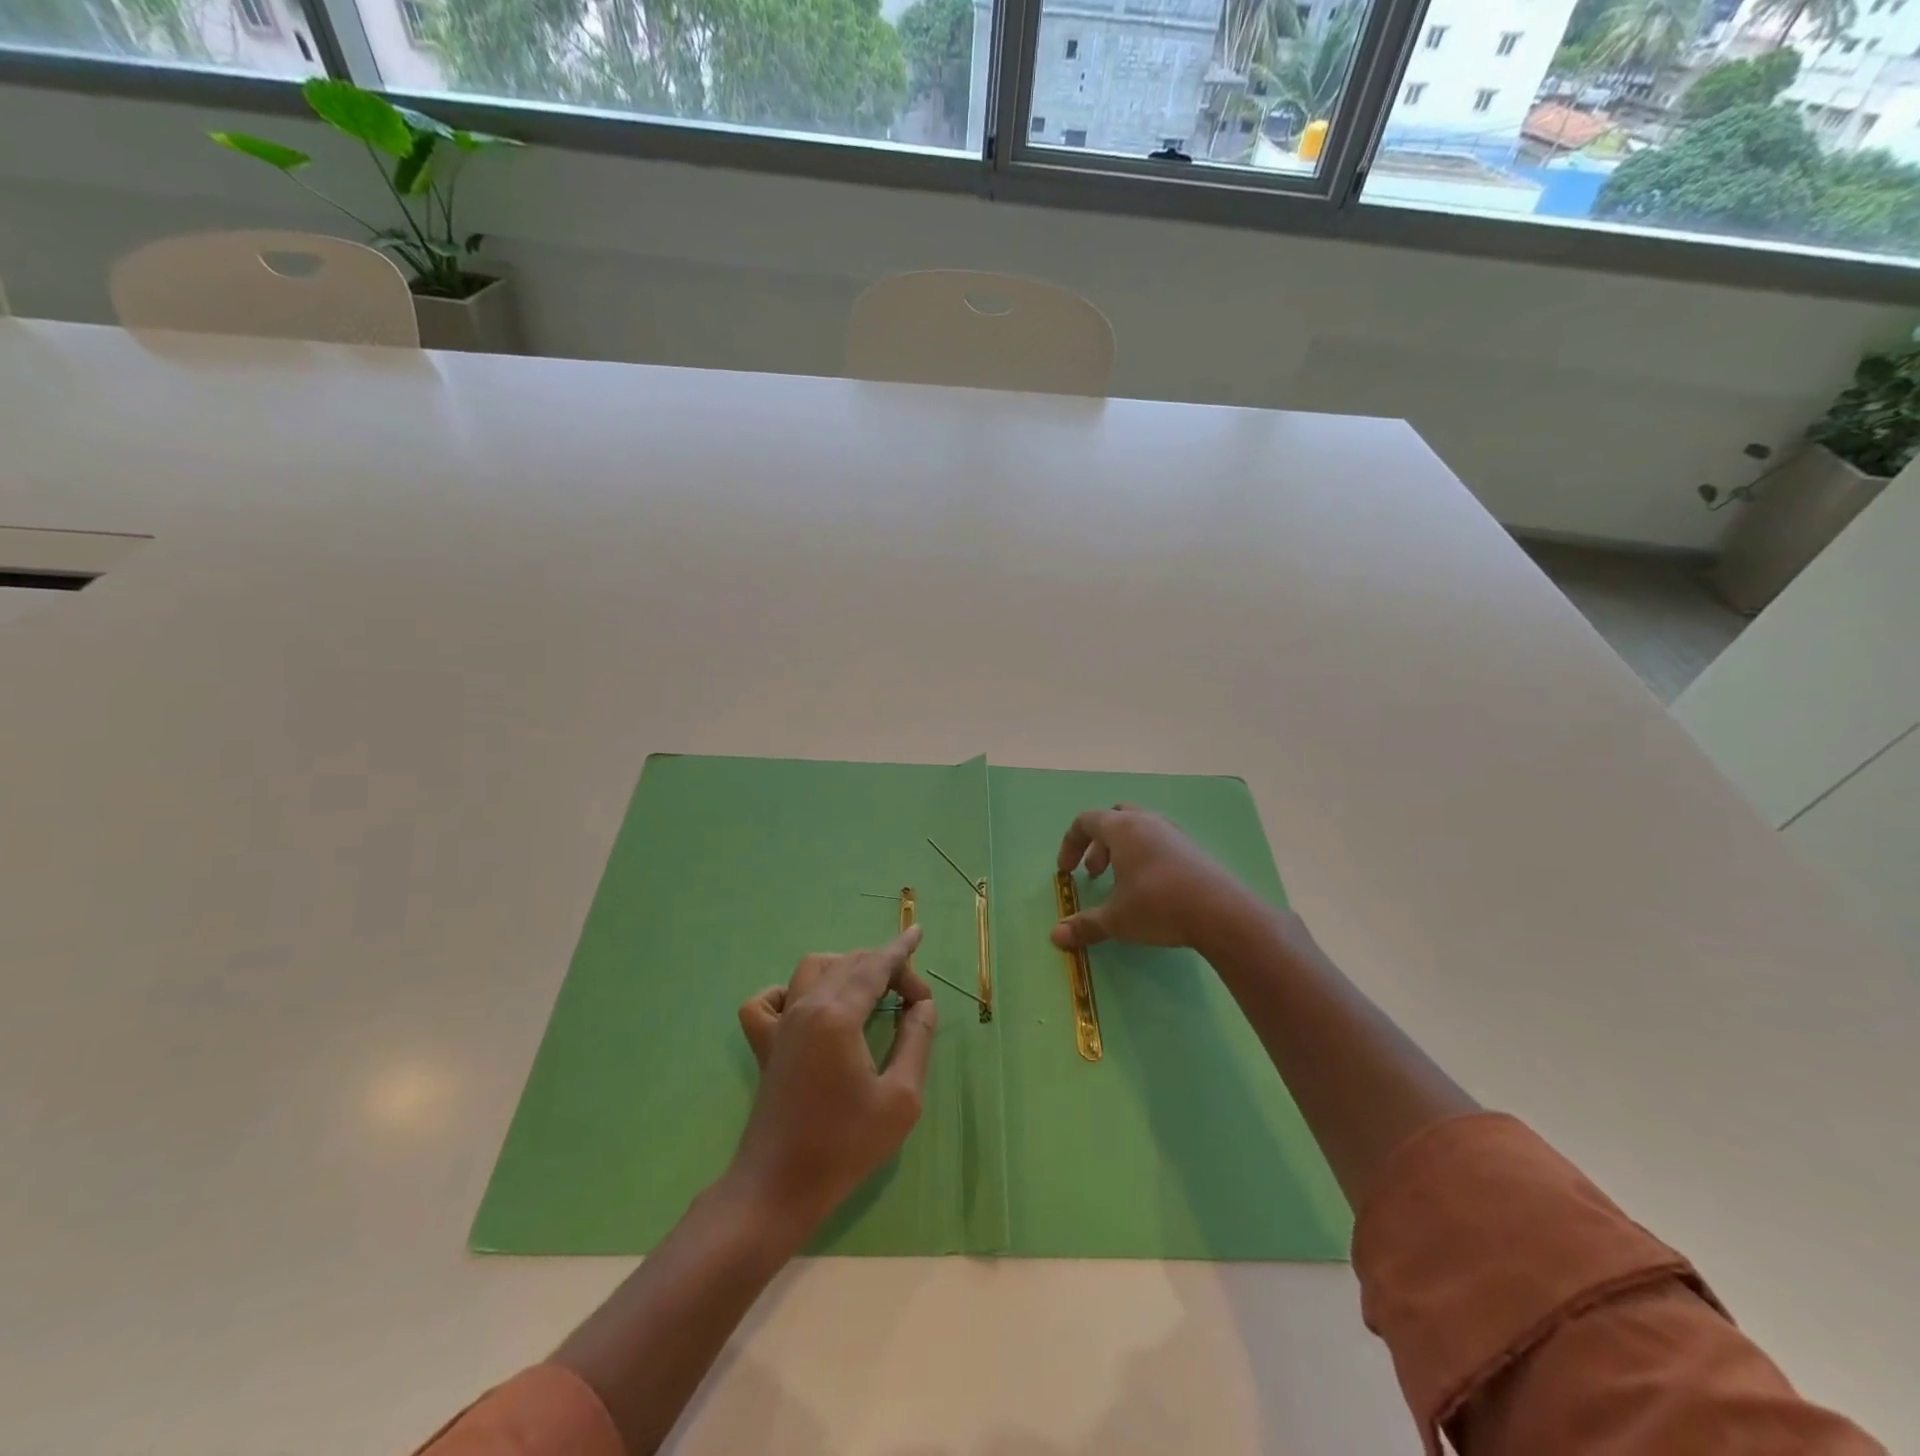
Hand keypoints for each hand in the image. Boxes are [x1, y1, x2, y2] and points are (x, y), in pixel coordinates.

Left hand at [729, 925, 936, 1240]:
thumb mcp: (901, 1098)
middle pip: (849, 963)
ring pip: (812, 969)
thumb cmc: (845, 1146)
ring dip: (845, 967)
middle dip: (885, 967)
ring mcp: (780, 1024)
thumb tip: (922, 1006)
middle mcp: (806, 1007)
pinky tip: (809, 1006)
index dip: (901, 949)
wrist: (778, 1188)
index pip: (875, 966)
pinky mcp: (766, 1046)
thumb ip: (917, 1041)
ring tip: (870, 990)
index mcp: (838, 1015)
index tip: (919, 935)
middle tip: (913, 1000)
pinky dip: (790, 990)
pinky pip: (768, 1000)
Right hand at [1053, 805, 1256, 952]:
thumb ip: (1085, 925)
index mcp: (1122, 828)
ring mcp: (1174, 833)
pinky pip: (1160, 842)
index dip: (1070, 843)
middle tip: (1095, 873)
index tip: (1066, 871)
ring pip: (1139, 829)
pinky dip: (1145, 857)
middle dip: (1098, 844)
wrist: (1221, 913)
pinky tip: (1151, 888)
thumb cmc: (1158, 906)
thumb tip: (1056, 936)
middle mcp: (1147, 822)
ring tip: (1121, 882)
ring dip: (1122, 850)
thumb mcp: (1116, 920)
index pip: (1086, 820)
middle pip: (1114, 818)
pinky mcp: (1193, 849)